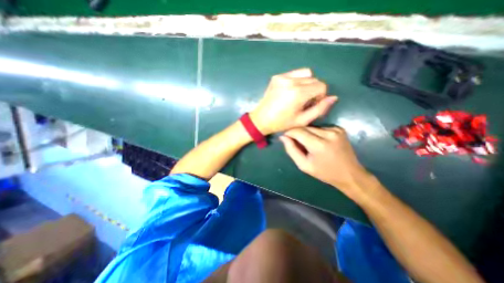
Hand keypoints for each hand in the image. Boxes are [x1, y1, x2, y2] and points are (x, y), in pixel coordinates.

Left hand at [248, 67, 335, 133]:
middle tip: (305, 102)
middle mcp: (291, 81)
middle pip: (314, 79)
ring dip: (307, 84)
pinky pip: (294, 74)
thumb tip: (333, 97)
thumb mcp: (302, 120)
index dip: (320, 96)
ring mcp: (282, 77)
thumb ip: (319, 109)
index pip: (321, 85)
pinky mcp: (277, 77)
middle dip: (314, 90)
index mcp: (298, 93)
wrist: (261, 119)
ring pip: (306, 74)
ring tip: (299, 96)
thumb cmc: (281, 123)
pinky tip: (291, 91)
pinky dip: (298, 80)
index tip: (312, 104)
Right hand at [279, 126, 372, 195]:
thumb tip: (283, 137)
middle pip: (305, 128)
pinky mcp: (339, 128)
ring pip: (312, 127)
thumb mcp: (304, 165)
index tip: (284, 137)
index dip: (289, 133)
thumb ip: (291, 150)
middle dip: (297, 133)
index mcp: (319, 144)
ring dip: (306, 133)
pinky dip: (315, 133)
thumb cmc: (324, 173)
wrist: (350, 174)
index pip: (298, 131)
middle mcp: (328, 133)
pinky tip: (317, 142)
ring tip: (307, 144)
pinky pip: (320, 128)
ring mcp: (335, 129)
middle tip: (295, 143)